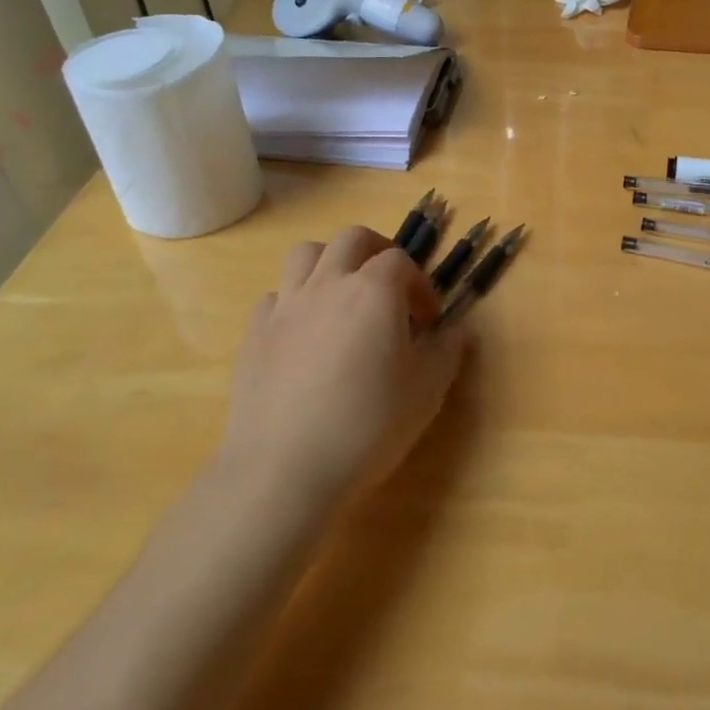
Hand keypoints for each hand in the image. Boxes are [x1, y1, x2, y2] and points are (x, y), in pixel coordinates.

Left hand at [219, 226, 466, 512]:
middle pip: (352, 239)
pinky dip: (294, 302)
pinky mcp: (254, 334)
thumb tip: (456, 329)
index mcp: (374, 291)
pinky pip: (275, 297)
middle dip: (376, 252)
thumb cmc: (368, 425)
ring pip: (305, 254)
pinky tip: (303, 335)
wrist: (284, 469)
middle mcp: (328, 284)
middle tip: (389, 288)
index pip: (400, 261)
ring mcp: (286, 306)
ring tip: (342, 297)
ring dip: (330, 263)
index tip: (428, 321)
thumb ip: (447, 351)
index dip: (420, 285)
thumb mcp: (427, 391)